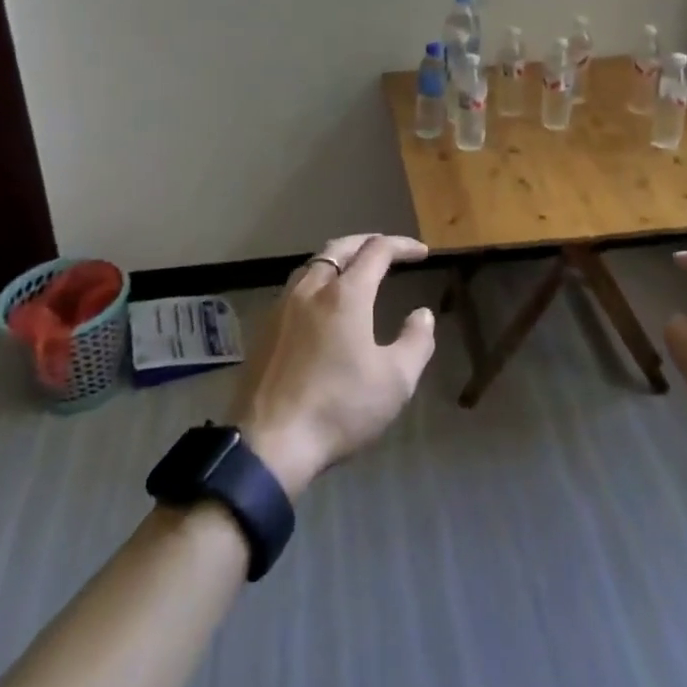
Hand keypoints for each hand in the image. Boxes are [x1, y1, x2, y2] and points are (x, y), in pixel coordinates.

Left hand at [229, 234, 434, 499]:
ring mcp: (282, 307)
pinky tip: (322, 303)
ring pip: (313, 265)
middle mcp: (311, 289)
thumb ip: (416, 342)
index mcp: (345, 294)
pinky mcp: (264, 328)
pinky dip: (317, 280)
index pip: (377, 251)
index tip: (421, 253)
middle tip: (388, 250)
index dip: (402, 246)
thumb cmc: (340, 408)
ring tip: (355, 271)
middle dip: (367, 243)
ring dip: (339, 259)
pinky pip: (295, 287)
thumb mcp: (396, 381)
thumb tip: (422, 314)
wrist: (270, 444)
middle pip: (339, 248)